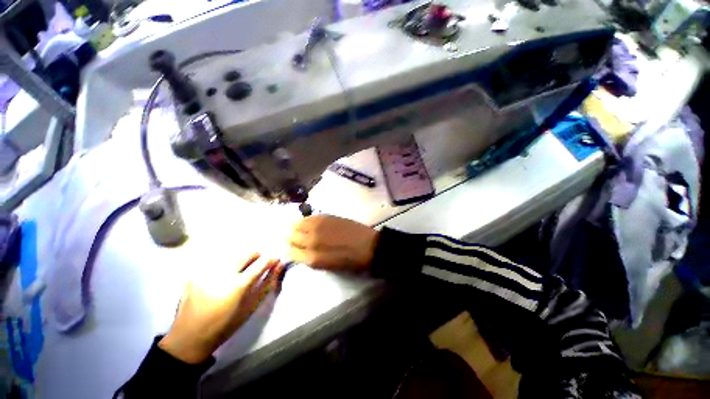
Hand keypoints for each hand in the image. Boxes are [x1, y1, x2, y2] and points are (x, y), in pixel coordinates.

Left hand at [159, 254, 282, 363]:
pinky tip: (220, 281)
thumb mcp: (251, 306)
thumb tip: (279, 266)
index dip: (271, 260)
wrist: (189, 338)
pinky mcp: (194, 275)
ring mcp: (206, 273)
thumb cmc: (225, 325)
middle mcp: (222, 275)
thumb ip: (267, 283)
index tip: (275, 260)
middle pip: (246, 254)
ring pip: (232, 257)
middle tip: (257, 265)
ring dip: (240, 262)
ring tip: (238, 274)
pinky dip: (224, 269)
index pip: (261, 263)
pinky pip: (216, 265)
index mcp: (238, 286)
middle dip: (256, 256)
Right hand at [288, 215, 378, 271]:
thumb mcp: (327, 266)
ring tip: (303, 229)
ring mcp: (318, 227)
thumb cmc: (350, 261)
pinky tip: (312, 223)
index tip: (295, 248)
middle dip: (292, 238)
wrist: (368, 246)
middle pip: (291, 236)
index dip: (292, 250)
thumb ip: (311, 258)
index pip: (290, 252)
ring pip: (296, 224)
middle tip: (298, 238)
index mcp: (312, 259)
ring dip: (297, 227)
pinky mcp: (325, 217)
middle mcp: (311, 241)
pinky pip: (308, 217)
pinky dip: (306, 220)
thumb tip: (300, 250)